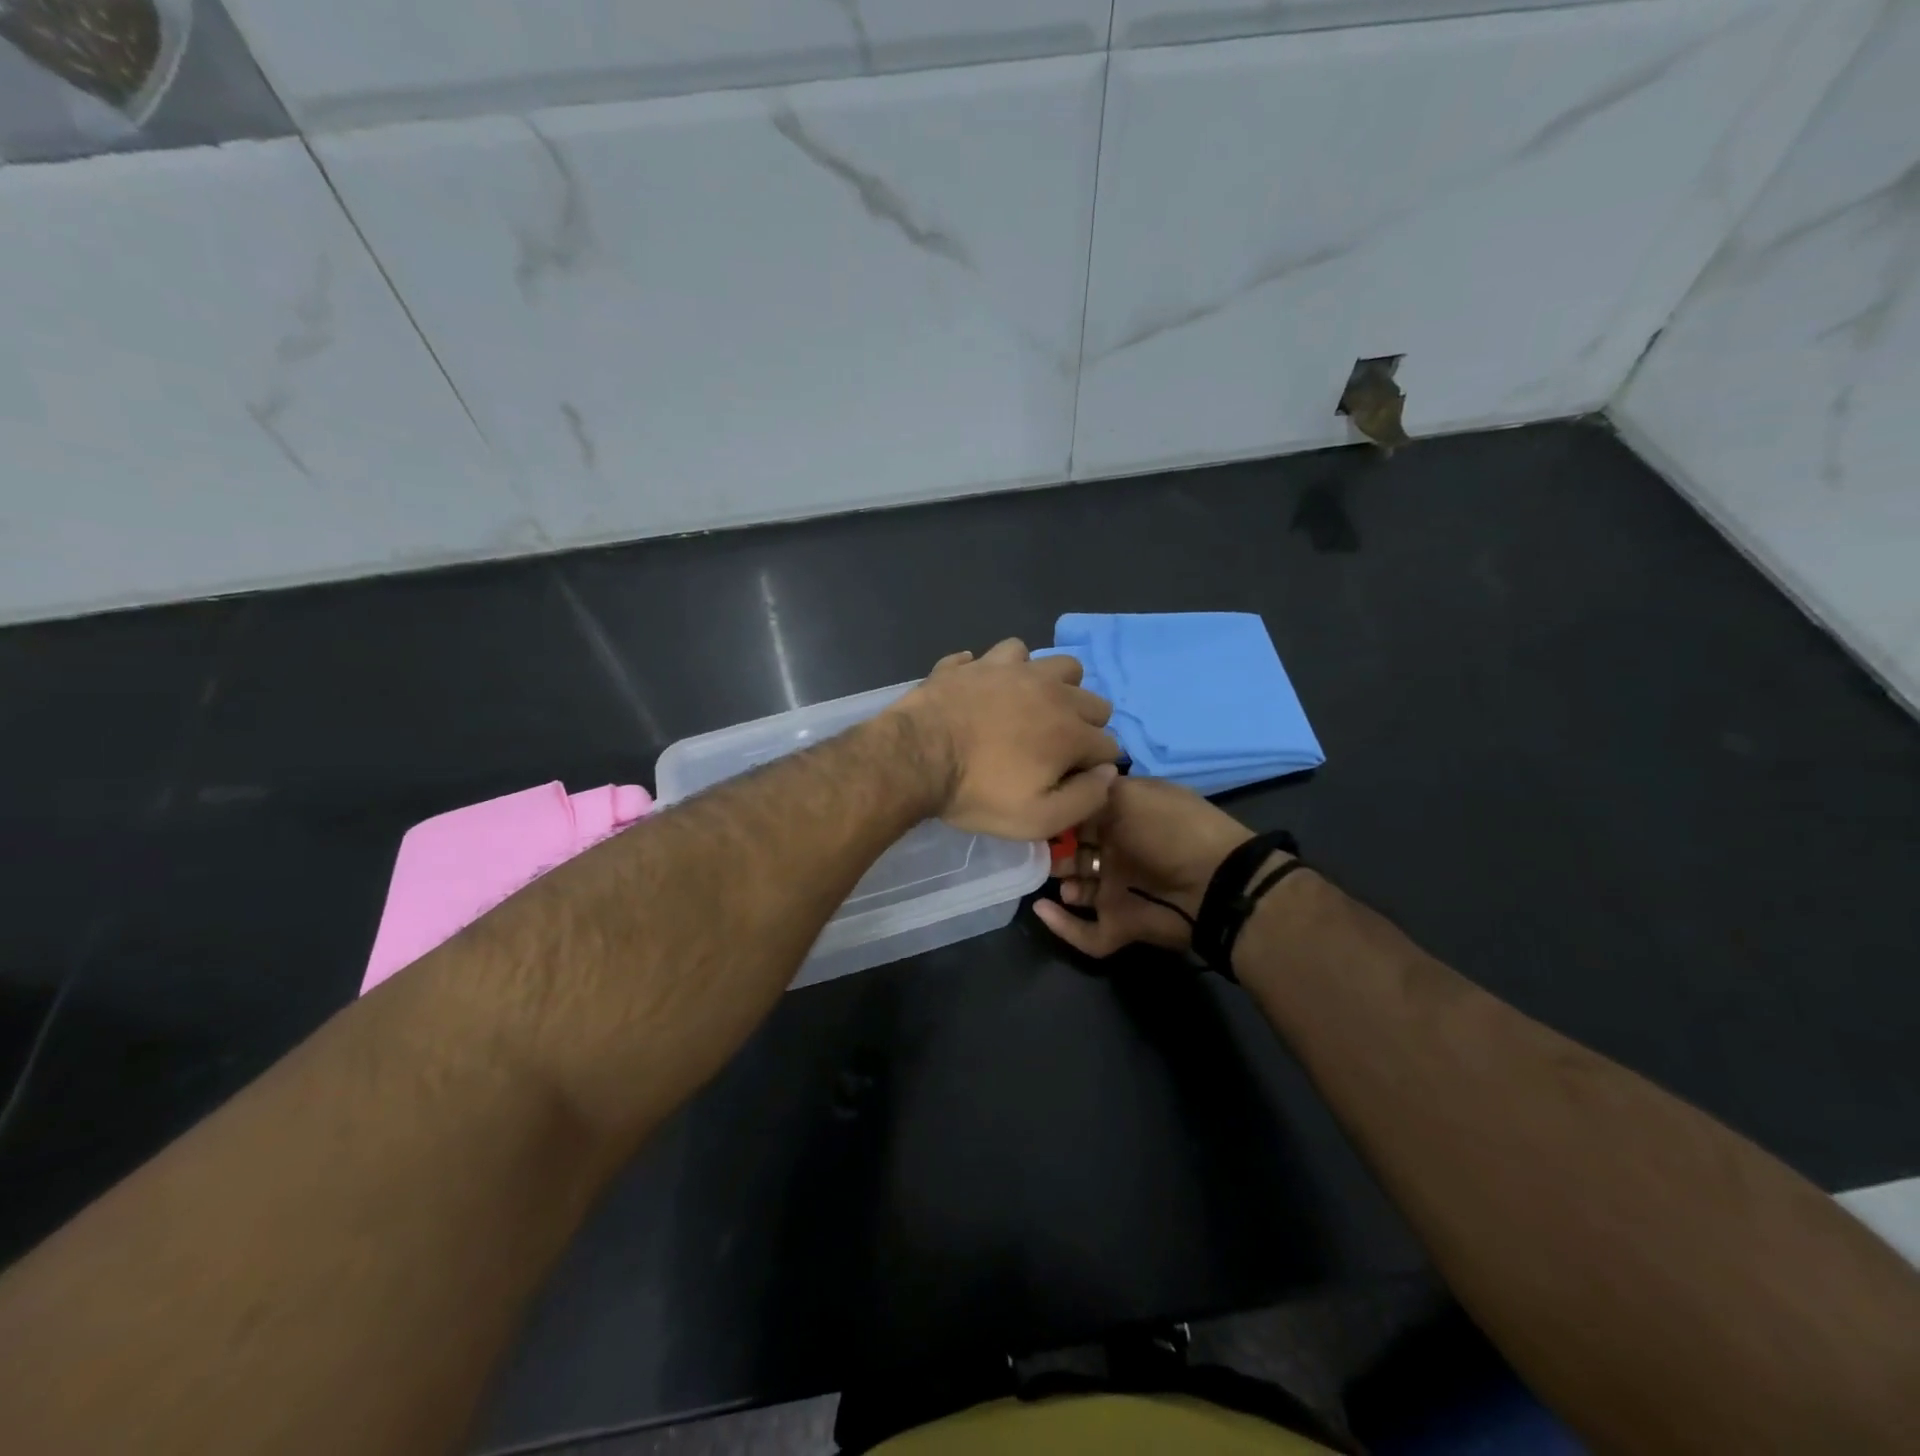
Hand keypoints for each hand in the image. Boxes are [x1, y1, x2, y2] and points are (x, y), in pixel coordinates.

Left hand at [887, 639, 1120, 840]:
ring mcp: (1013, 669)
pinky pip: (1003, 655)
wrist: (916, 757)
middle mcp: (1052, 690)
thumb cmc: (978, 793)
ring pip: (1056, 663)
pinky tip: (989, 689)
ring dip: (1054, 686)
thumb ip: (1085, 799)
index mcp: (1071, 730)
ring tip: (1031, 708)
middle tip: (1054, 748)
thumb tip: (1109, 773)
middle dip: (1085, 725)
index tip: (1071, 780)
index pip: (1109, 745)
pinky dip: (1002, 671)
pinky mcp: (977, 662)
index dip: (1095, 767)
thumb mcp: (1038, 820)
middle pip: (1093, 700)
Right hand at [1034, 776, 1259, 956]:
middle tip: (1036, 850)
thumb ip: (1094, 792)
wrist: (1214, 883)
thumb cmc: (1169, 829)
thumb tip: (1068, 793)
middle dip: (1054, 852)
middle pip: (1076, 854)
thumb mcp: (1131, 794)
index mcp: (1126, 819)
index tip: (1037, 812)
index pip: (1083, 816)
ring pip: (1078, 891)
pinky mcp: (1121, 924)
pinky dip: (1063, 926)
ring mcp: (1120, 891)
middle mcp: (1120, 853)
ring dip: (1061, 885)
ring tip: (1052, 878)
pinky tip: (1043, 910)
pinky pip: (1086, 933)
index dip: (1060, 816)